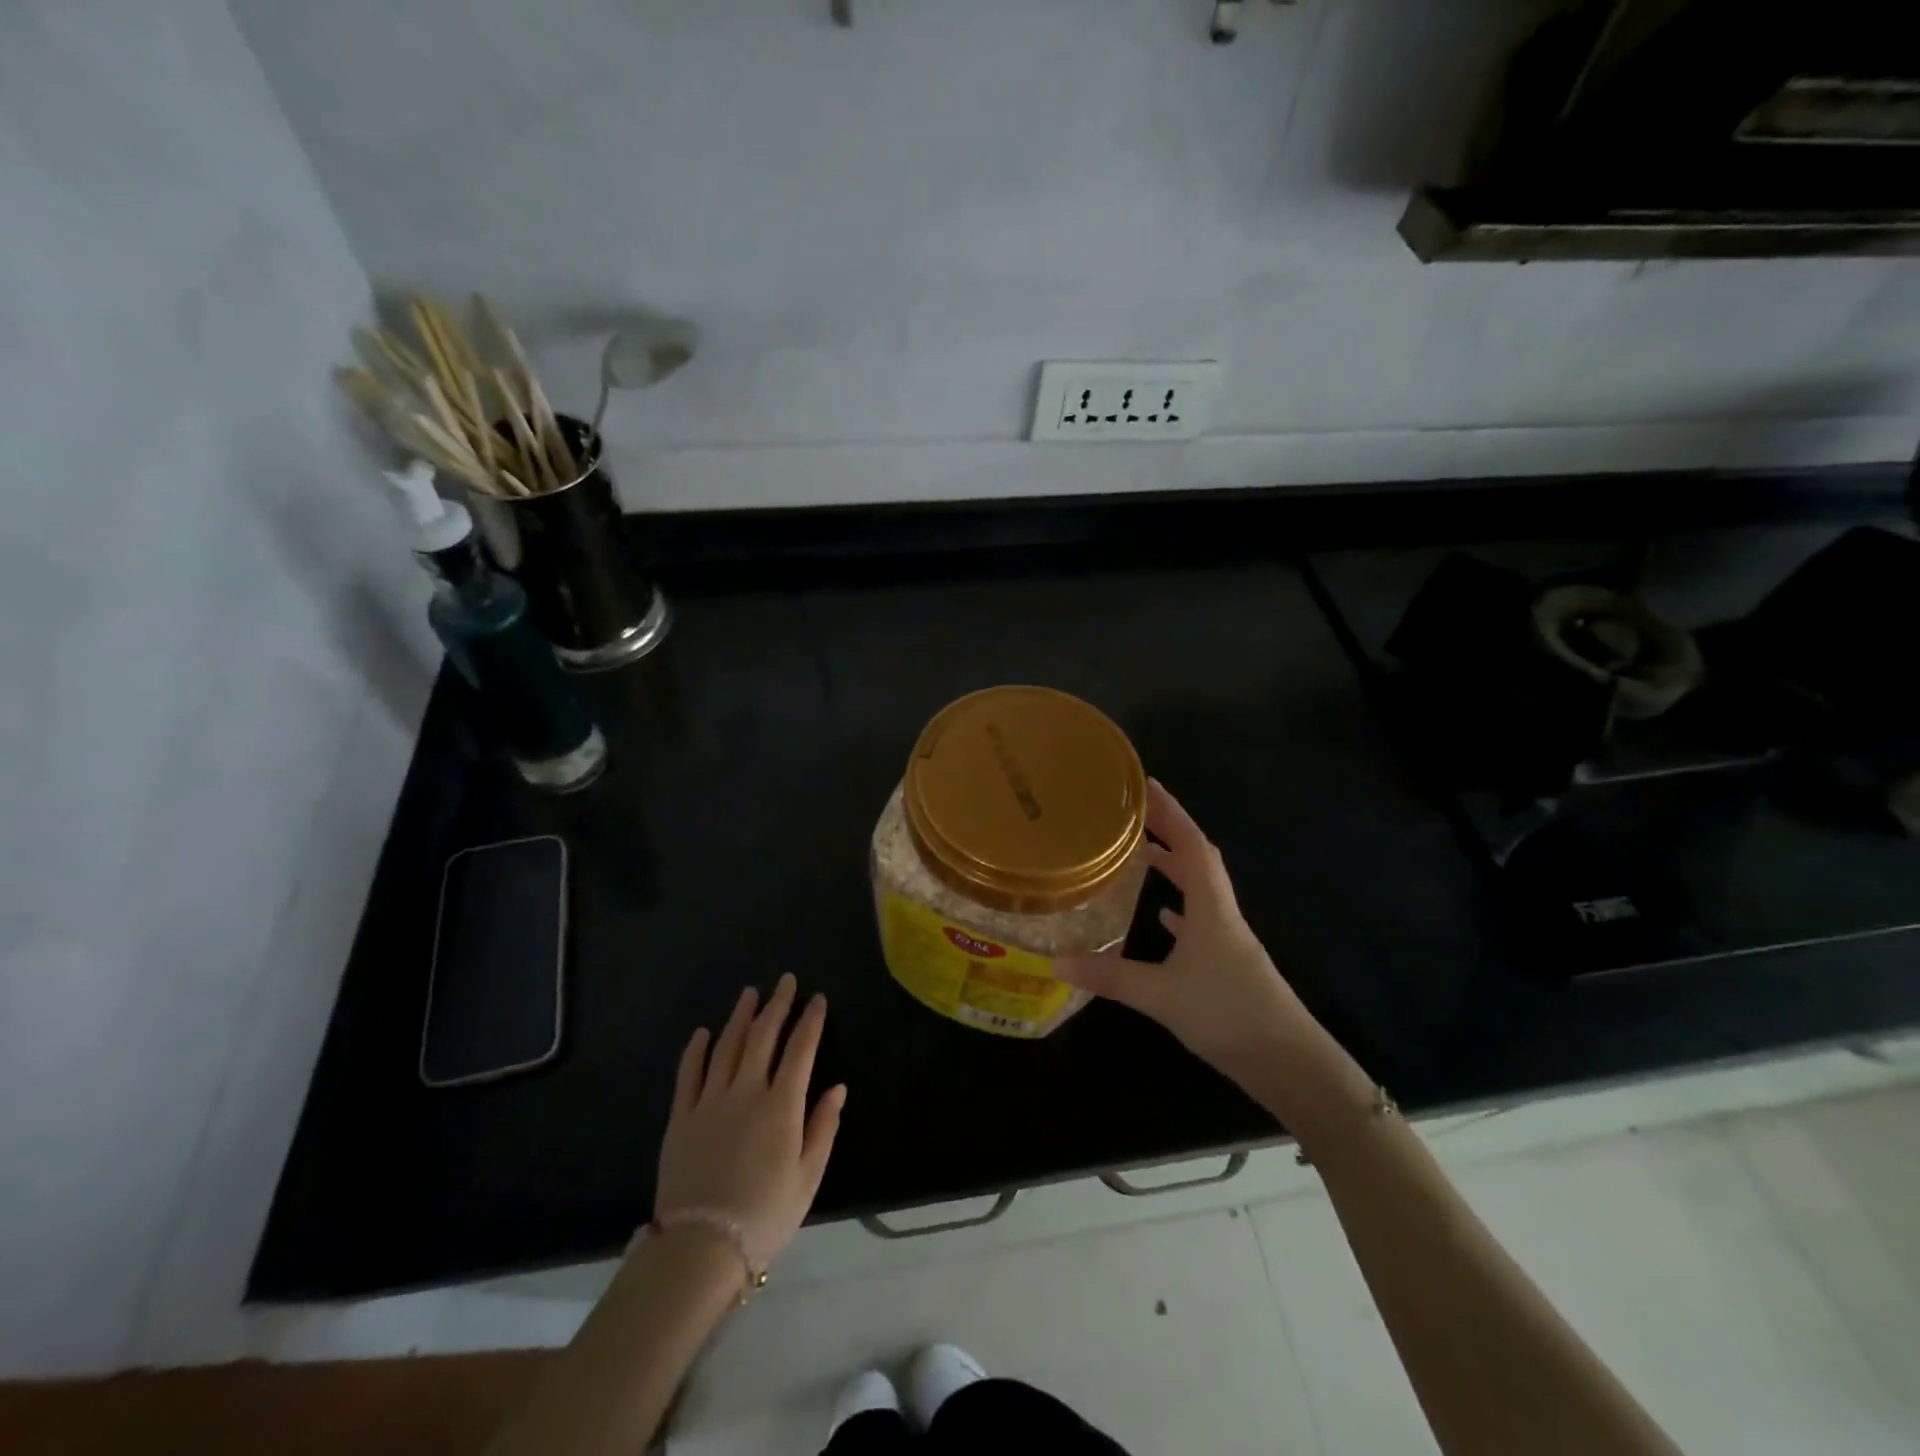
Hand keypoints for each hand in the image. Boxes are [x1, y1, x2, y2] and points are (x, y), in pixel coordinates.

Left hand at [655, 973, 845, 1267]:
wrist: (701, 1248)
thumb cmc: (765, 1215)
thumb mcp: (808, 1177)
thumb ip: (823, 1127)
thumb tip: (838, 1087)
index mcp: (781, 1105)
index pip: (800, 1050)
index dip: (810, 1021)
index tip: (817, 999)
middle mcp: (746, 1092)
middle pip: (763, 1037)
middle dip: (777, 1005)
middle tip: (785, 981)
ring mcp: (710, 1102)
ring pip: (727, 1047)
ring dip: (740, 1017)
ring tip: (750, 993)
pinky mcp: (681, 1118)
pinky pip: (689, 1074)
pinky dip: (697, 1050)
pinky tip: (704, 1033)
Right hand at [1058, 780, 1310, 1083]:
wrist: (1289, 1062)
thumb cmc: (1227, 1014)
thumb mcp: (1160, 995)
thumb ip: (1109, 976)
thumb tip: (1056, 961)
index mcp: (1210, 906)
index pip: (1192, 844)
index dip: (1171, 812)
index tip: (1146, 784)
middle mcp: (1221, 913)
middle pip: (1197, 858)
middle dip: (1170, 830)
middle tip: (1136, 813)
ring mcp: (1228, 938)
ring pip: (1200, 888)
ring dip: (1175, 865)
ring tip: (1143, 852)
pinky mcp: (1228, 963)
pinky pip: (1201, 919)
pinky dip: (1181, 906)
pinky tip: (1163, 915)